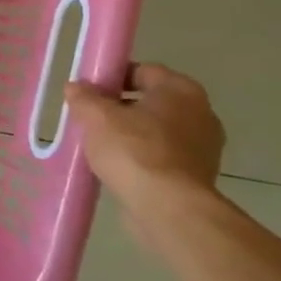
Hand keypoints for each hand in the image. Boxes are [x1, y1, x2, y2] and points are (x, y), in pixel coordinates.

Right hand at [66, 64, 225, 221]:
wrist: (168, 209)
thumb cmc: (134, 151)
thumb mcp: (97, 117)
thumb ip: (84, 97)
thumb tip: (76, 87)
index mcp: (181, 89)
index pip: (143, 71)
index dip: (113, 77)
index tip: (90, 91)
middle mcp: (200, 113)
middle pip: (151, 101)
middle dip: (121, 108)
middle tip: (91, 119)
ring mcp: (204, 147)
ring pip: (157, 131)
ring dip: (132, 135)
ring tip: (100, 147)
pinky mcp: (198, 177)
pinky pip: (163, 158)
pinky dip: (143, 160)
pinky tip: (118, 169)